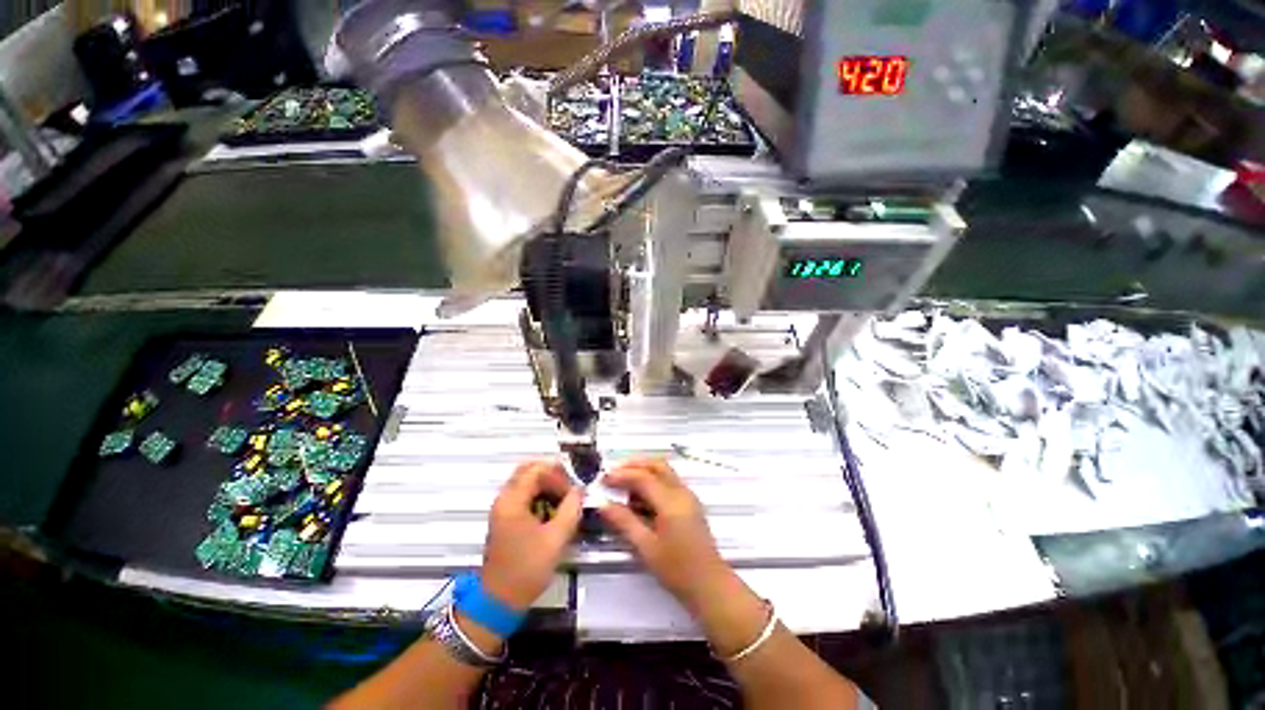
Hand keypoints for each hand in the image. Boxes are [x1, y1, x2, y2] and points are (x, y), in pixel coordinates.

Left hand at [481, 461, 582, 611]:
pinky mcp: (505, 518)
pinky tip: (552, 510)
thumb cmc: (527, 569)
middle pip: (528, 470)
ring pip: (526, 481)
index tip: (572, 491)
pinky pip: (523, 494)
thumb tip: (579, 491)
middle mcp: (504, 499)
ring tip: (564, 499)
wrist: (499, 601)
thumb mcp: (556, 539)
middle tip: (569, 488)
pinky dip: (539, 495)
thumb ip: (571, 509)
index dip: (558, 475)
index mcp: (512, 501)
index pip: (537, 470)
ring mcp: (503, 508)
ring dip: (546, 485)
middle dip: (552, 475)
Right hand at [598, 459, 732, 612]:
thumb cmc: (677, 570)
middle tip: (613, 474)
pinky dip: (653, 482)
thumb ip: (624, 522)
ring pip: (664, 472)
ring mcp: (688, 497)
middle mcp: (681, 492)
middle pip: (657, 465)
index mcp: (671, 502)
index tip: (603, 480)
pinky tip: (639, 499)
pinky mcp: (690, 504)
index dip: (621, 475)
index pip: (643, 477)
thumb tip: (603, 504)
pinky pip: (669, 482)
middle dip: (634, 465)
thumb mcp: (646, 547)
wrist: (710, 586)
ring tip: (623, 486)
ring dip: (643, 472)